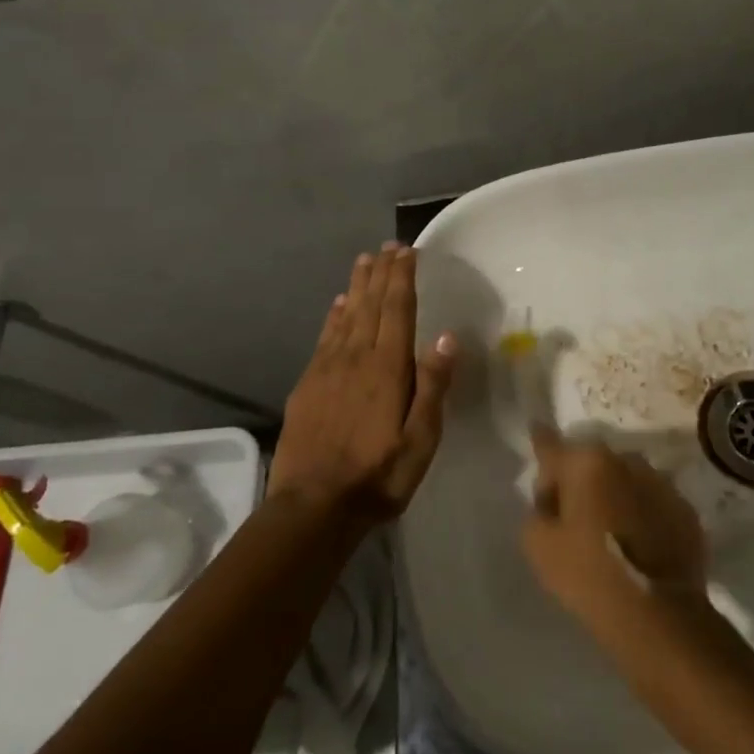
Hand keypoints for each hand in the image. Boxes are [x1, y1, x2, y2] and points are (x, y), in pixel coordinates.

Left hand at [268, 244, 455, 524]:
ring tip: (364, 261)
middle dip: (380, 273)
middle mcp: (356, 357)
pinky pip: (324, 338)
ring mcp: (327, 369)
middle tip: (388, 246)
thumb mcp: (420, 440)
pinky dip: (334, 316)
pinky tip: (338, 305)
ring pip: (346, 315)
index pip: (397, 310)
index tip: (407, 251)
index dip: (402, 277)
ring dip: (357, 286)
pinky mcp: (308, 384)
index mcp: (387, 368)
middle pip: (370, 304)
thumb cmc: (378, 476)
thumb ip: (433, 386)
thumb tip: (445, 336)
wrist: (312, 507)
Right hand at [522, 424, 707, 627]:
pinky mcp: (686, 510)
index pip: (551, 445)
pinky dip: (642, 515)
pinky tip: (638, 546)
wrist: (659, 616)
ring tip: (610, 533)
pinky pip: (653, 504)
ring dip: (614, 496)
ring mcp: (661, 483)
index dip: (540, 446)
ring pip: (625, 480)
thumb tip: (552, 502)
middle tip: (572, 517)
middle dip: (580, 481)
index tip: (536, 435)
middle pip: (591, 463)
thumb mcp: (538, 546)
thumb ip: (537, 511)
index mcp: (586, 461)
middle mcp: (626, 459)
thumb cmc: (589, 574)